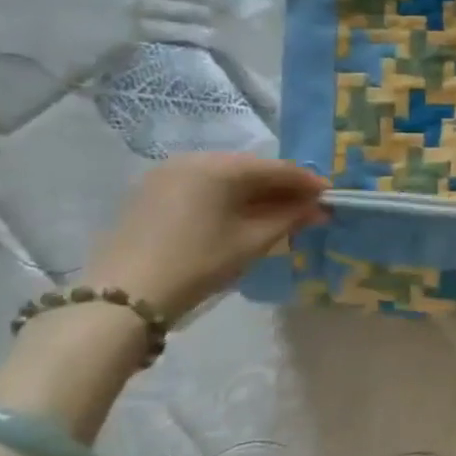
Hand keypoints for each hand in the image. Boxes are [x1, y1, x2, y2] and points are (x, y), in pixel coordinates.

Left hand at [81, 153, 329, 320]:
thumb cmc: (198, 262)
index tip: (331, 198)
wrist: (124, 296)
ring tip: (278, 216)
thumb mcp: (252, 241)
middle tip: (307, 208)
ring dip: (255, 194)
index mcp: (220, 166)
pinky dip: (228, 198)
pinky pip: (203, 186)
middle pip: (251, 169)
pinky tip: (241, 218)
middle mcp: (193, 159)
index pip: (277, 168)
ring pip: (226, 178)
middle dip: (281, 188)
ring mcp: (167, 174)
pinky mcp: (151, 192)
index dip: (308, 183)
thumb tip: (319, 208)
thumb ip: (290, 218)